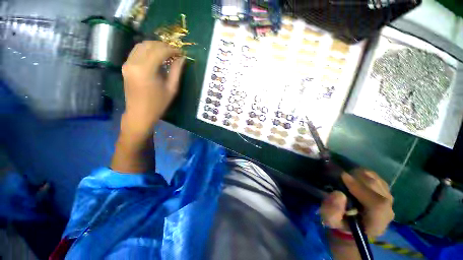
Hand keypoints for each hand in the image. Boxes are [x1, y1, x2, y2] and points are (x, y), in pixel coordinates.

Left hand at [121, 41, 184, 138]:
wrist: (139, 113)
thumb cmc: (158, 104)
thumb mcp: (171, 89)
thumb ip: (177, 71)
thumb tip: (182, 58)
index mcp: (146, 70)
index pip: (159, 51)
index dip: (172, 49)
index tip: (181, 52)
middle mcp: (133, 63)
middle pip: (149, 45)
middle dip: (163, 45)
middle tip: (174, 51)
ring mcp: (127, 64)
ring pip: (141, 45)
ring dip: (155, 46)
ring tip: (166, 52)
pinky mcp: (125, 66)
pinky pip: (136, 51)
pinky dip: (147, 50)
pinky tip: (155, 56)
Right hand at [320, 169, 393, 238]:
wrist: (352, 223)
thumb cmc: (341, 222)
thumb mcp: (330, 219)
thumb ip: (332, 210)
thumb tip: (339, 194)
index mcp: (376, 223)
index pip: (378, 204)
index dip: (360, 188)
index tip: (343, 177)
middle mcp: (388, 211)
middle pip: (377, 187)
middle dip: (357, 178)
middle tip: (341, 176)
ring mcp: (389, 200)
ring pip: (376, 179)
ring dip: (359, 175)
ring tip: (346, 178)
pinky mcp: (386, 191)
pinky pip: (375, 177)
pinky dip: (363, 174)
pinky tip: (354, 178)